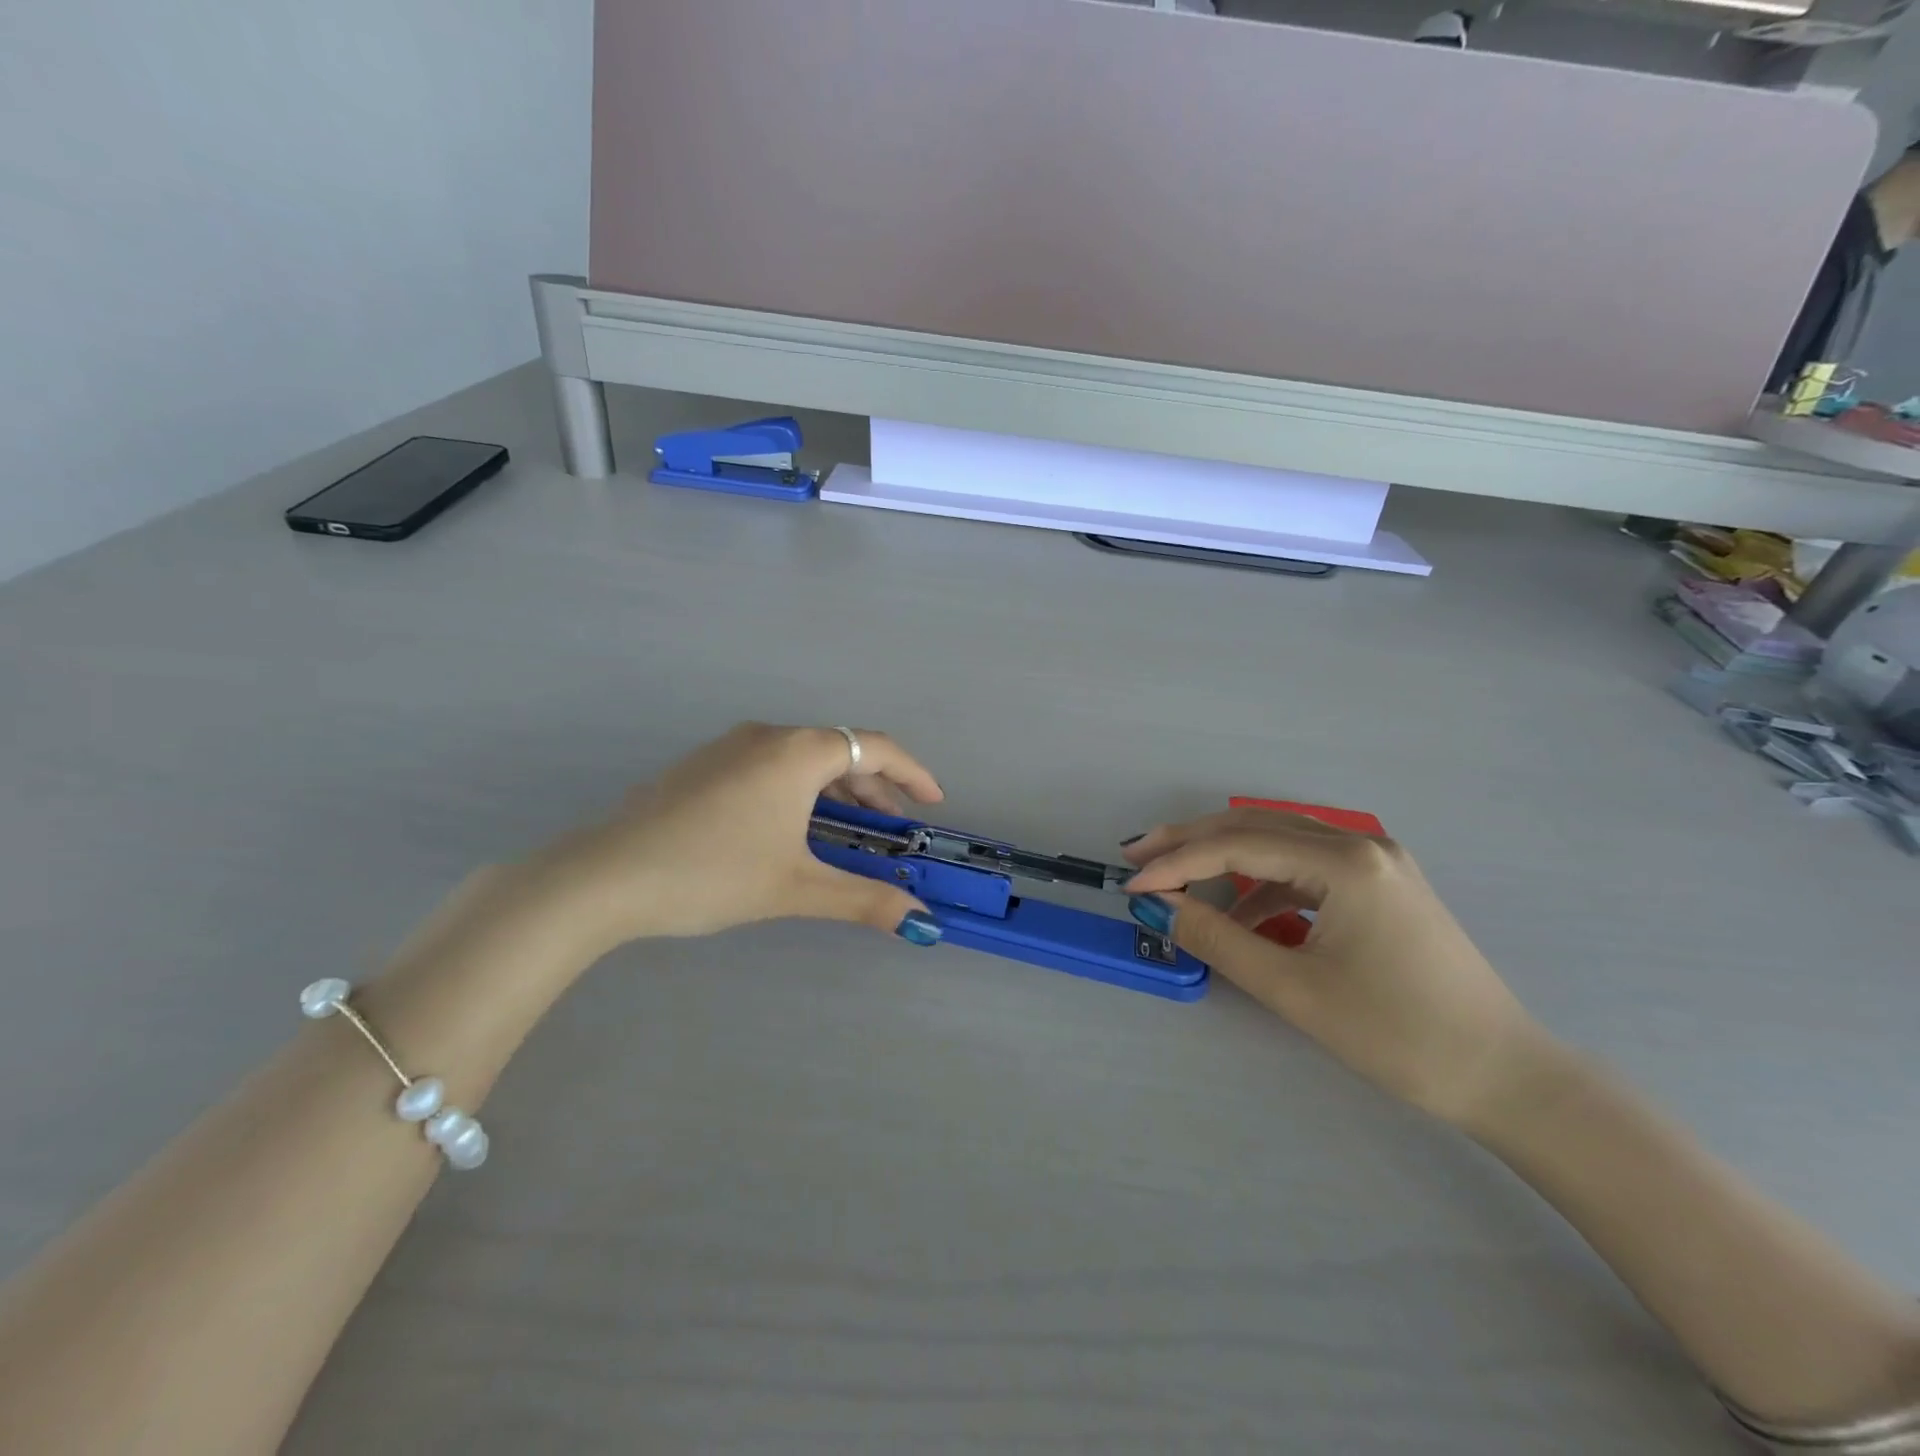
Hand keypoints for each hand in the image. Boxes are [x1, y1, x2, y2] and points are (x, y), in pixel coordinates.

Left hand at [528, 723, 946, 948]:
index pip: (875, 747)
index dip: (913, 773)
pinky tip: (791, 827)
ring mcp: (728, 747)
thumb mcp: (796, 888)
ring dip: (835, 789)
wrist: (605, 877)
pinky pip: (770, 766)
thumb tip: (921, 920)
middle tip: (893, 826)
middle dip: (874, 786)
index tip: (933, 801)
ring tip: (849, 829)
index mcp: (797, 752)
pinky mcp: (702, 766)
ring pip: (801, 758)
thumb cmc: (712, 873)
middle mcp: (766, 736)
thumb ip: (864, 899)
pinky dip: (799, 789)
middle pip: (839, 750)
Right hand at [1123, 809, 1550, 1129]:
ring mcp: (1376, 861)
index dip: (1176, 863)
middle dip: (1190, 842)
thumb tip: (1158, 907)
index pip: (1237, 846)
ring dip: (1223, 857)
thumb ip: (1217, 939)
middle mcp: (1361, 844)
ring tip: (1175, 879)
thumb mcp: (1293, 989)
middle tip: (1136, 855)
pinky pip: (1304, 867)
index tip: (1131, 885)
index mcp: (1345, 862)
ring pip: (1278, 841)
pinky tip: (1240, 913)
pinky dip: (1262, 883)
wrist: (1506, 1076)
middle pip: (1255, 826)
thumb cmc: (1398, 1035)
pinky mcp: (1381, 884)